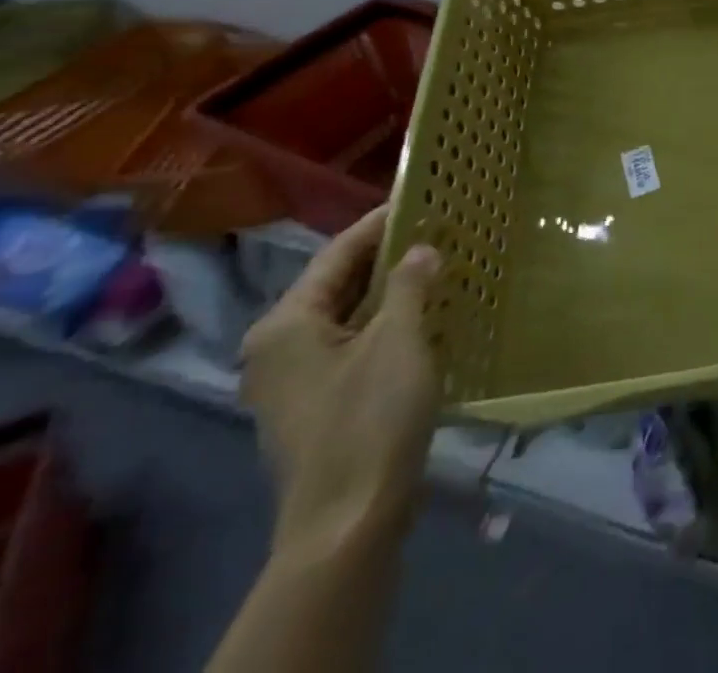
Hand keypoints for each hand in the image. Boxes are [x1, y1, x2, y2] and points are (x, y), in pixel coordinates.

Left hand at [240, 208, 440, 553]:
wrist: (348, 521)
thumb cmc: (369, 418)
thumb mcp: (399, 339)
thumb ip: (410, 284)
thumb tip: (422, 248)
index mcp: (287, 323)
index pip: (338, 252)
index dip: (380, 222)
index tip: (422, 196)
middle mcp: (279, 345)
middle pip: (338, 282)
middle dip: (388, 255)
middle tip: (438, 227)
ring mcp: (294, 378)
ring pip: (348, 314)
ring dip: (391, 290)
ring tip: (438, 261)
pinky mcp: (316, 402)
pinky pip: (352, 342)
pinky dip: (385, 322)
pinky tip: (424, 312)